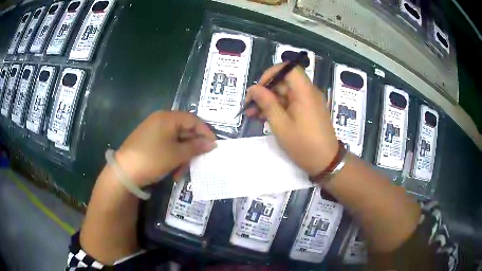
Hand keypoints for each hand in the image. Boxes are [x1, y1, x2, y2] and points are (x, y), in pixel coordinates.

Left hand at [114, 111, 216, 186]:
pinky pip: (167, 145)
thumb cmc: (152, 159)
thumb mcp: (176, 154)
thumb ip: (196, 147)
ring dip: (182, 156)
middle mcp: (161, 120)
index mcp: (168, 118)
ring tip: (181, 172)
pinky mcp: (149, 141)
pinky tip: (172, 170)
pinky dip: (173, 157)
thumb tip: (213, 143)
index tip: (214, 146)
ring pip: (176, 141)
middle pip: (184, 130)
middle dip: (192, 148)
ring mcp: (153, 130)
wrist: (124, 171)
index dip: (205, 132)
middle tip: (197, 162)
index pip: (193, 120)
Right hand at [245, 64, 338, 175]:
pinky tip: (264, 118)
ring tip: (253, 115)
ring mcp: (309, 102)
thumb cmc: (303, 145)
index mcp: (304, 92)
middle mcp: (308, 92)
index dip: (271, 73)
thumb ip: (267, 103)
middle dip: (265, 91)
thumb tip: (253, 88)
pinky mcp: (308, 111)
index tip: (258, 88)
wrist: (326, 162)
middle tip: (250, 106)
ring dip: (269, 101)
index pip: (288, 68)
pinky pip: (291, 103)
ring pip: (285, 93)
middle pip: (284, 82)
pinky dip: (278, 108)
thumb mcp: (281, 125)